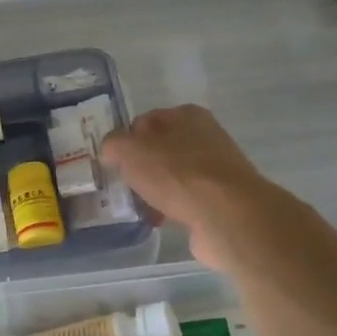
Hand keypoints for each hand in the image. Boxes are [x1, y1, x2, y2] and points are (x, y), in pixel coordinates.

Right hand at [100, 105, 278, 270]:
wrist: (225, 214)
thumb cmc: (175, 173)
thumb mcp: (129, 151)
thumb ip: (113, 145)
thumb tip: (111, 151)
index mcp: (186, 114)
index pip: (145, 121)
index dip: (125, 140)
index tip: (113, 162)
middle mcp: (206, 136)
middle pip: (160, 149)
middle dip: (140, 168)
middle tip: (123, 185)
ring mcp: (216, 168)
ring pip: (173, 176)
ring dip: (154, 190)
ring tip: (139, 207)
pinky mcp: (221, 197)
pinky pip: (186, 199)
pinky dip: (170, 208)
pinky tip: (159, 221)